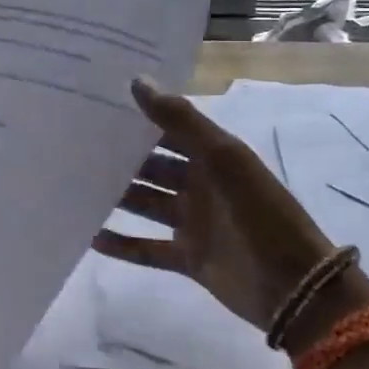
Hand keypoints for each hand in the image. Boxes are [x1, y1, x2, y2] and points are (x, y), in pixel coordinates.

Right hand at [94, 78, 340, 331]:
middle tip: (74, 147)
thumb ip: (181, 120)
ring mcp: (193, 223)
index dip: (139, 117)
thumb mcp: (224, 157)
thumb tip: (136, 81)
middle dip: (120, 158)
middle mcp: (200, 185)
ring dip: (117, 197)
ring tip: (73, 187)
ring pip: (146, 204)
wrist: (294, 287)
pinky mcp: (187, 258)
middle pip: (153, 167)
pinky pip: (146, 249)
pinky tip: (91, 236)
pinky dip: (122, 244)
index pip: (169, 129)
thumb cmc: (260, 213)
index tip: (98, 104)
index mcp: (213, 157)